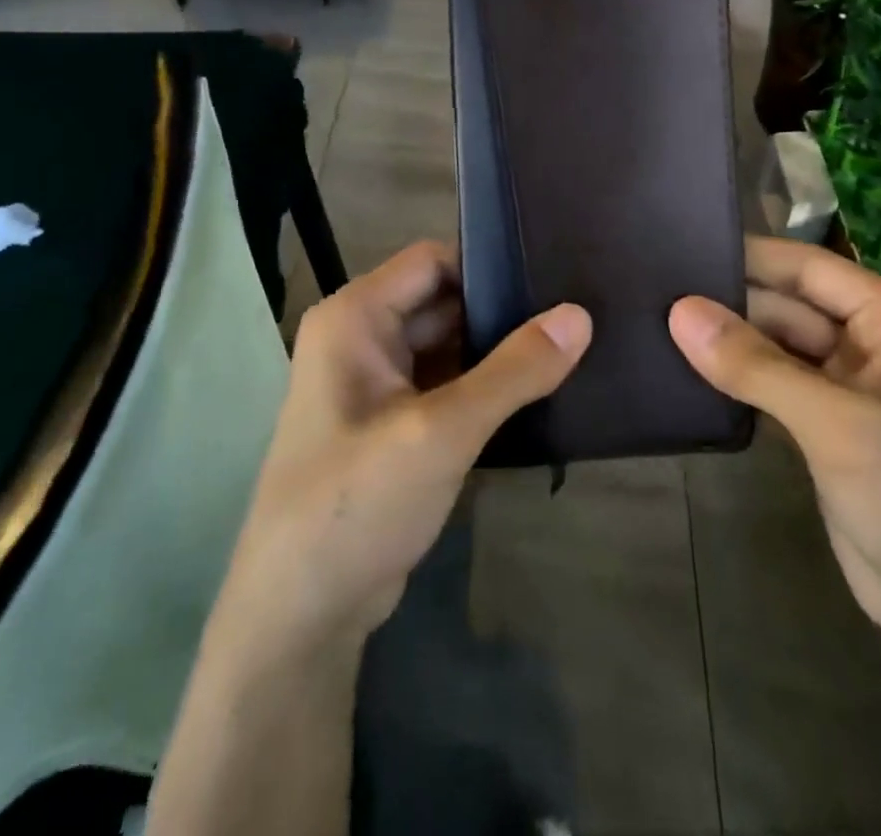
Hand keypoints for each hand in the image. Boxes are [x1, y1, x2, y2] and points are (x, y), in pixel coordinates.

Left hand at [222, 241, 591, 644]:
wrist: (300, 617)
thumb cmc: (355, 504)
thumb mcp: (440, 432)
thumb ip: (513, 371)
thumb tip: (580, 315)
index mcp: (355, 318)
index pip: (433, 262)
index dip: (488, 264)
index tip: (550, 277)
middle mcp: (362, 339)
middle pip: (444, 301)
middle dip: (501, 311)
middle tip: (573, 315)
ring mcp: (378, 384)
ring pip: (450, 344)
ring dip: (498, 351)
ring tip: (568, 347)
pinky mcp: (395, 424)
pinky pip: (448, 383)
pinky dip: (486, 386)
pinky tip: (538, 391)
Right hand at [669, 237, 880, 645]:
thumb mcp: (841, 426)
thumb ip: (758, 367)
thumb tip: (679, 311)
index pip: (808, 267)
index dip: (748, 255)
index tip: (677, 246)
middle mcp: (870, 342)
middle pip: (787, 303)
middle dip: (729, 299)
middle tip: (650, 289)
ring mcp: (845, 387)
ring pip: (775, 344)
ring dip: (727, 339)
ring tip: (653, 321)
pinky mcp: (823, 428)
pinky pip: (771, 384)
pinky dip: (735, 377)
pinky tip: (684, 368)